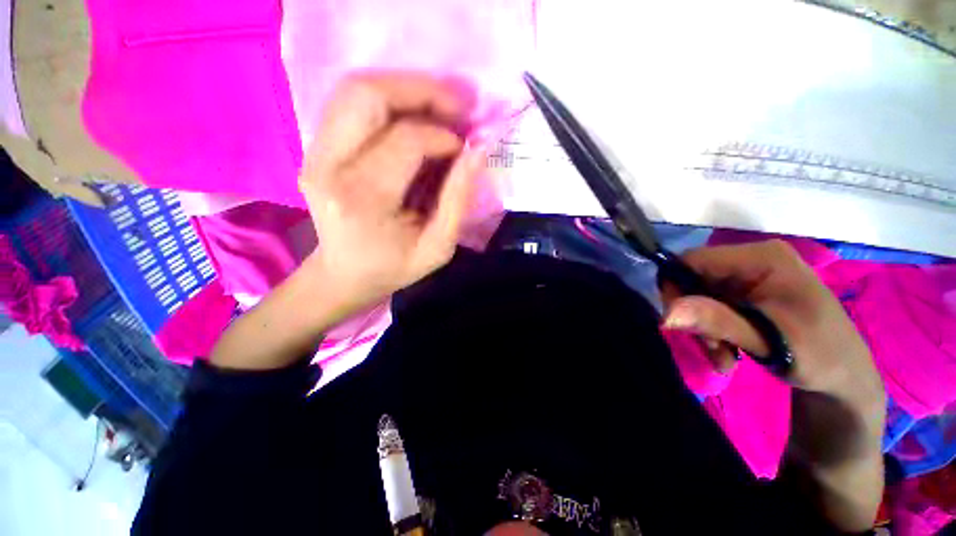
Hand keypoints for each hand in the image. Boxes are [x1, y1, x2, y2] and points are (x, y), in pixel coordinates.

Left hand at [298, 72, 486, 312]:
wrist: (344, 274)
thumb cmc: (393, 268)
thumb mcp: (437, 248)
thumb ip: (458, 199)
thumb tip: (478, 150)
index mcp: (363, 199)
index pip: (406, 141)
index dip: (443, 137)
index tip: (464, 149)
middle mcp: (329, 167)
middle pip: (368, 95)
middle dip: (422, 90)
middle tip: (457, 106)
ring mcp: (314, 153)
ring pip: (356, 89)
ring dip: (405, 88)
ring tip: (439, 106)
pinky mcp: (314, 148)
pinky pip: (350, 103)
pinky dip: (388, 99)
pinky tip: (413, 116)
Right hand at [661, 239, 881, 403]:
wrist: (846, 378)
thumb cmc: (820, 357)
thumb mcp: (768, 341)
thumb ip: (716, 322)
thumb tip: (665, 313)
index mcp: (763, 258)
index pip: (691, 260)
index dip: (675, 288)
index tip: (677, 323)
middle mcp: (753, 259)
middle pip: (693, 279)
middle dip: (694, 315)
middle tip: (712, 347)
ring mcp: (750, 276)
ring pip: (698, 295)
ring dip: (703, 328)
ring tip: (724, 356)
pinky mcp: (748, 292)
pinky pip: (710, 305)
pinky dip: (712, 329)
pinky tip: (728, 352)